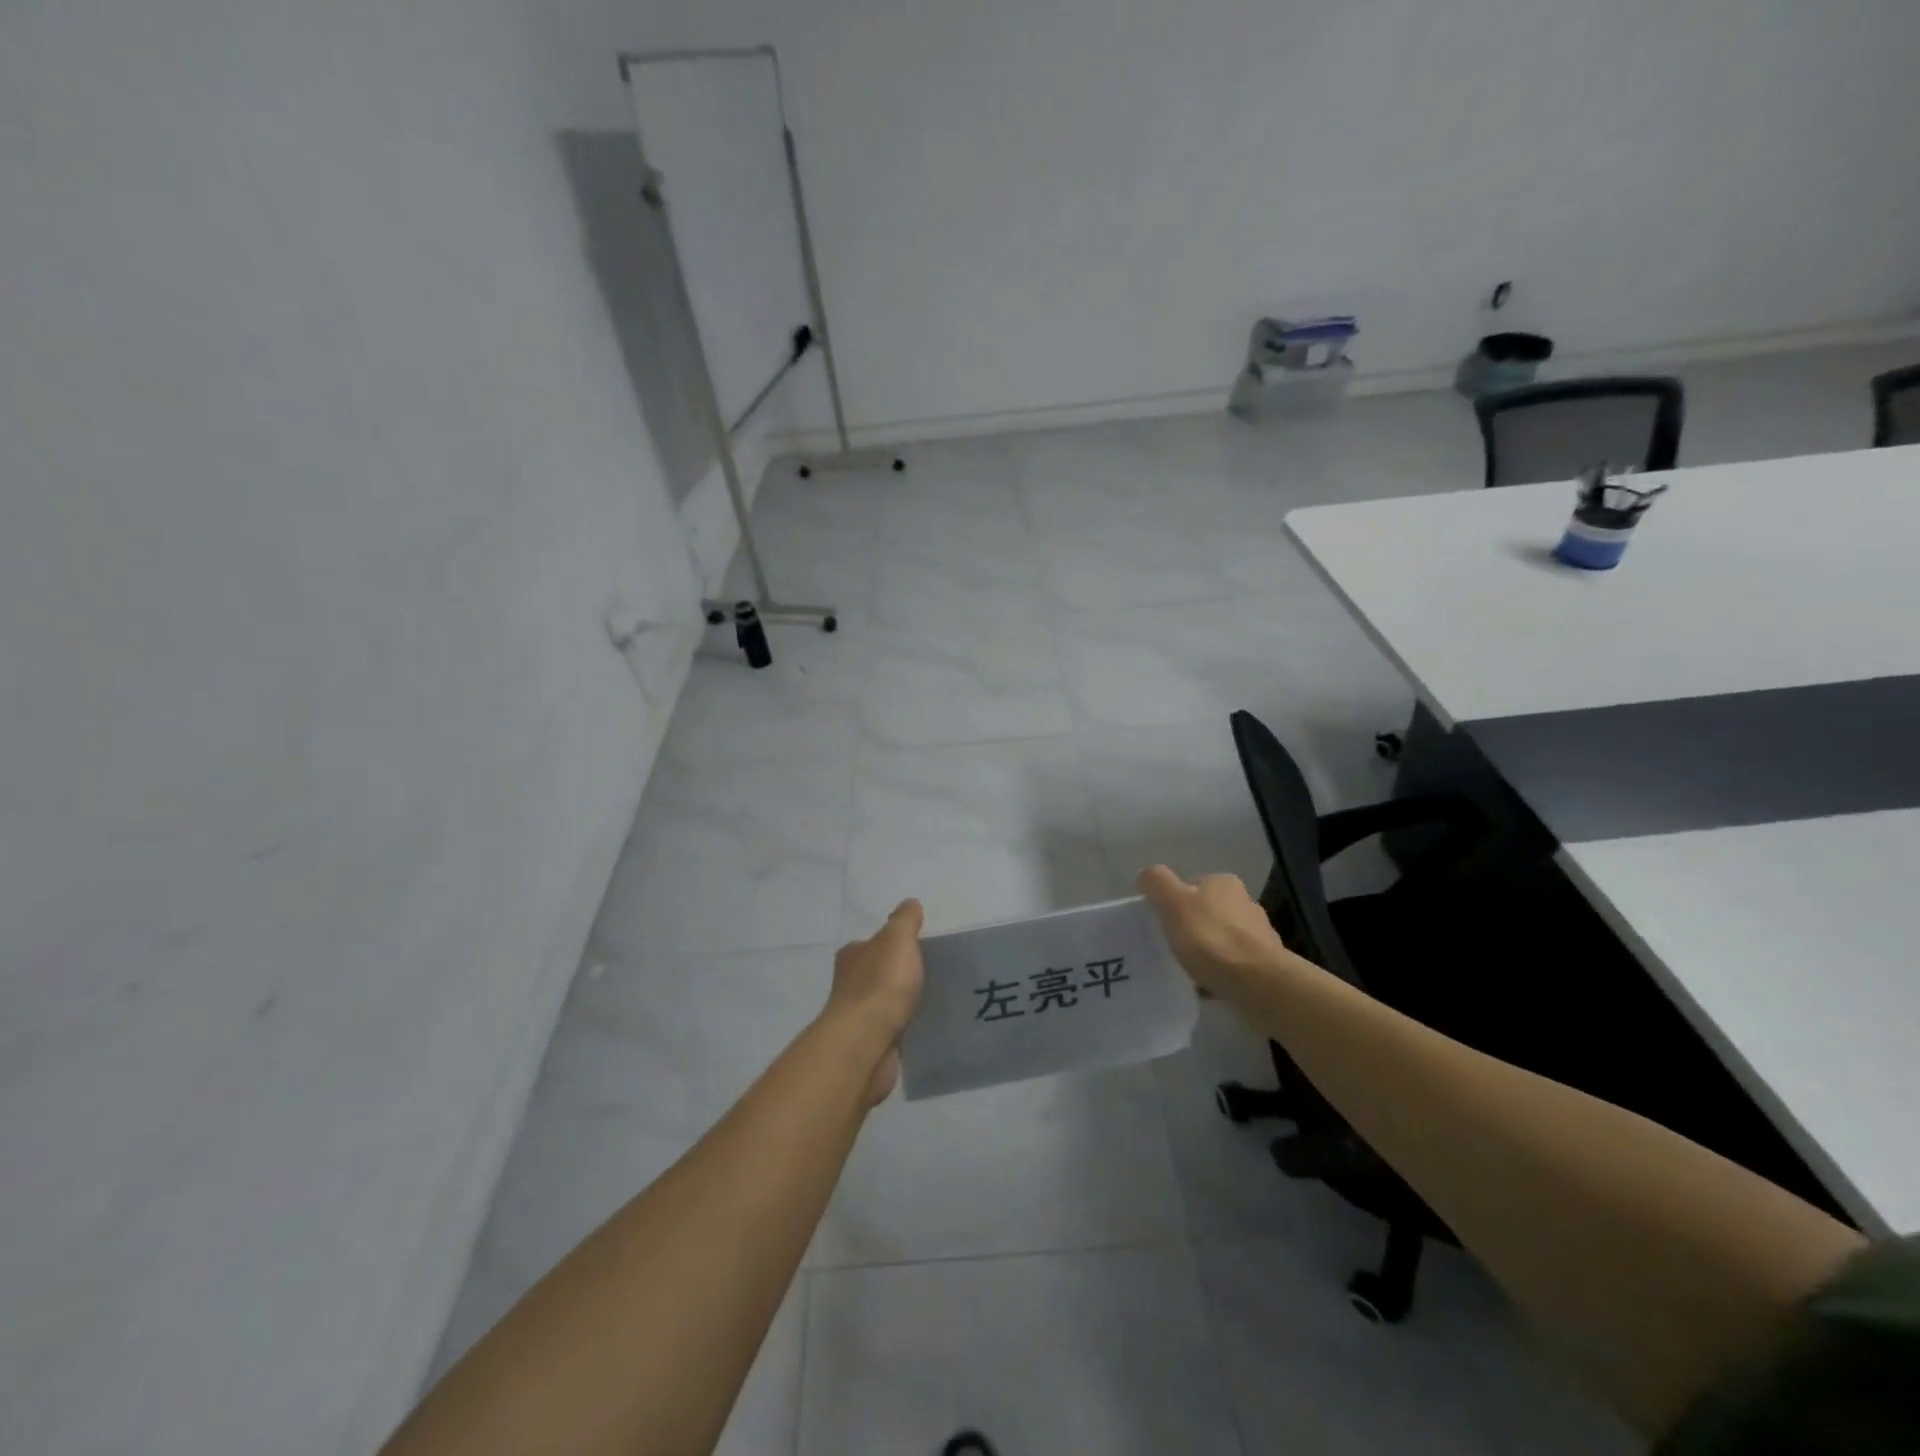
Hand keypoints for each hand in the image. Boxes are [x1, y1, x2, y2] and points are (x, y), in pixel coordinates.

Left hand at [825, 899, 925, 1104]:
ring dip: (902, 1003)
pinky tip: (923, 1026)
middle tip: (931, 975)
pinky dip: (903, 1027)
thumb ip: (905, 920)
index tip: (917, 949)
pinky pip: (891, 1030)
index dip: (893, 944)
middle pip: (877, 973)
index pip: (872, 944)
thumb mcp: (898, 938)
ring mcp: (857, 1017)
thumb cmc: (881, 983)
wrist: (866, 1042)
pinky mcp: (868, 1045)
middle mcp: (848, 983)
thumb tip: (910, 903)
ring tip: (933, 1001)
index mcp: (852, 955)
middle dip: (899, 974)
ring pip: (884, 1003)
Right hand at [1137, 866, 1301, 1001]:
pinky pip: (1235, 964)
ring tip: (1190, 969)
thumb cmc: (1211, 938)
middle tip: (1173, 946)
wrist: (1259, 983)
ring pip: (1223, 938)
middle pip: (1209, 911)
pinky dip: (1223, 971)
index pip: (1192, 885)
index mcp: (1224, 883)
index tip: (1163, 924)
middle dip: (1193, 927)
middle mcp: (1246, 902)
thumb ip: (1157, 883)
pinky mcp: (1267, 964)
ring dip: (1209, 950)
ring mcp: (1260, 934)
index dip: (1174, 902)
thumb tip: (1148, 875)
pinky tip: (1210, 985)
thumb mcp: (1172, 902)